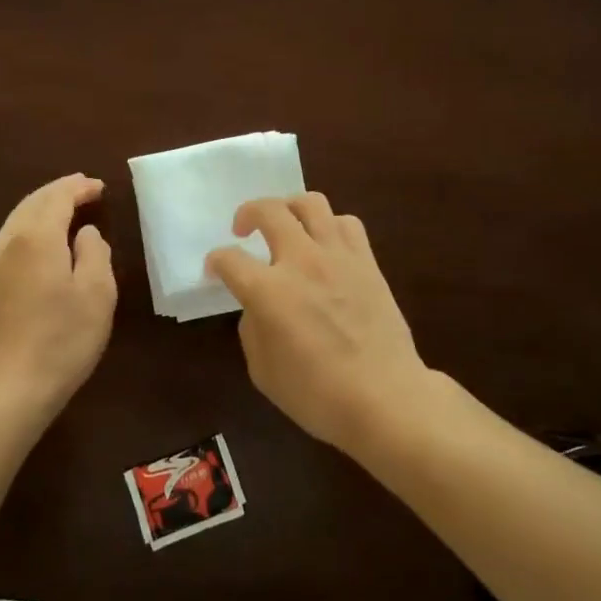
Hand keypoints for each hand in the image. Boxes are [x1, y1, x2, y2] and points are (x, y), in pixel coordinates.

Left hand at [0, 174, 116, 414]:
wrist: (4, 391)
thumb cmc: (61, 340)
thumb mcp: (97, 294)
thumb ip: (95, 253)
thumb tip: (85, 233)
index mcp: (37, 237)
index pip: (57, 197)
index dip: (79, 187)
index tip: (99, 186)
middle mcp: (7, 242)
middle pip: (32, 203)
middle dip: (58, 192)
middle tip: (82, 189)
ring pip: (16, 221)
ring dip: (41, 209)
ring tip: (65, 211)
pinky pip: (9, 242)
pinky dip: (29, 230)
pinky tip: (41, 245)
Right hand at [205, 194, 429, 450]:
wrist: (385, 398)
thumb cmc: (318, 395)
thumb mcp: (263, 371)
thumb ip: (253, 328)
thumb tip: (258, 306)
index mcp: (268, 291)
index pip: (229, 259)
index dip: (215, 261)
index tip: (215, 270)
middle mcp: (301, 261)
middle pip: (268, 210)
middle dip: (248, 213)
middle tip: (243, 229)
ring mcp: (338, 256)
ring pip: (311, 202)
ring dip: (290, 207)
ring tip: (286, 224)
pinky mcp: (367, 261)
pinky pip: (346, 222)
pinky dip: (329, 225)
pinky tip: (325, 244)